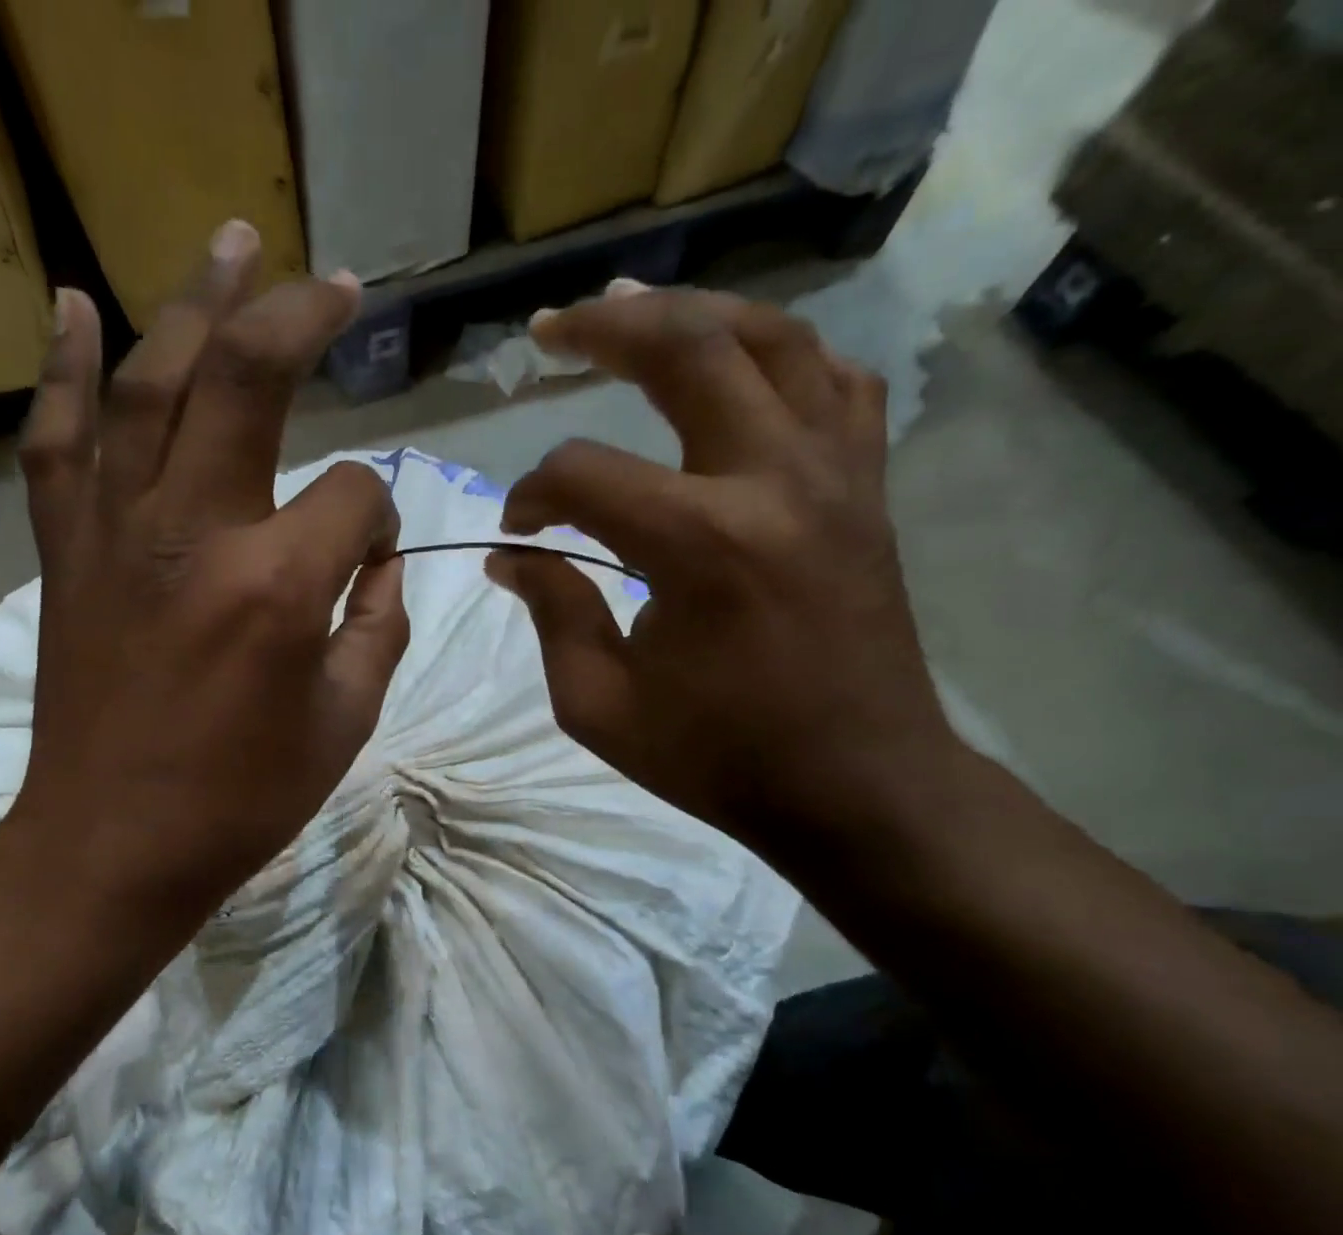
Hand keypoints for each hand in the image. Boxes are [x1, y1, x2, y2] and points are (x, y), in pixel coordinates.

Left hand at [5, 223, 408, 942]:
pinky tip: (77, 307)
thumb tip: (376, 565)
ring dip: (196, 305)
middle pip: (249, 381)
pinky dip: (64, 371)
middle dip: (302, 320)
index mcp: (279, 586)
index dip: (378, 518)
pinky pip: (57, 444)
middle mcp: (195, 532)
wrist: (112, 844)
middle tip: (338, 286)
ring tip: (232, 243)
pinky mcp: (67, 554)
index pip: (355, 496)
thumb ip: (377, 628)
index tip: (369, 560)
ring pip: (151, 384)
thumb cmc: (240, 800)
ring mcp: (117, 533)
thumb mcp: (345, 723)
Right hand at [487, 285, 958, 859]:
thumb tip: (512, 557)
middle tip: (551, 327)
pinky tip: (741, 364)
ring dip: (695, 312)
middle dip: (605, 327)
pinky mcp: (866, 489)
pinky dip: (782, 357)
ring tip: (637, 306)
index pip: (584, 474)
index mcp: (699, 545)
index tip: (518, 532)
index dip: (533, 494)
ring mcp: (835, 474)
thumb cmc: (720, 757)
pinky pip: (834, 384)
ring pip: (773, 339)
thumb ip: (552, 615)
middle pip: (687, 350)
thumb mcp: (600, 706)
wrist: (858, 785)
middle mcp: (773, 481)